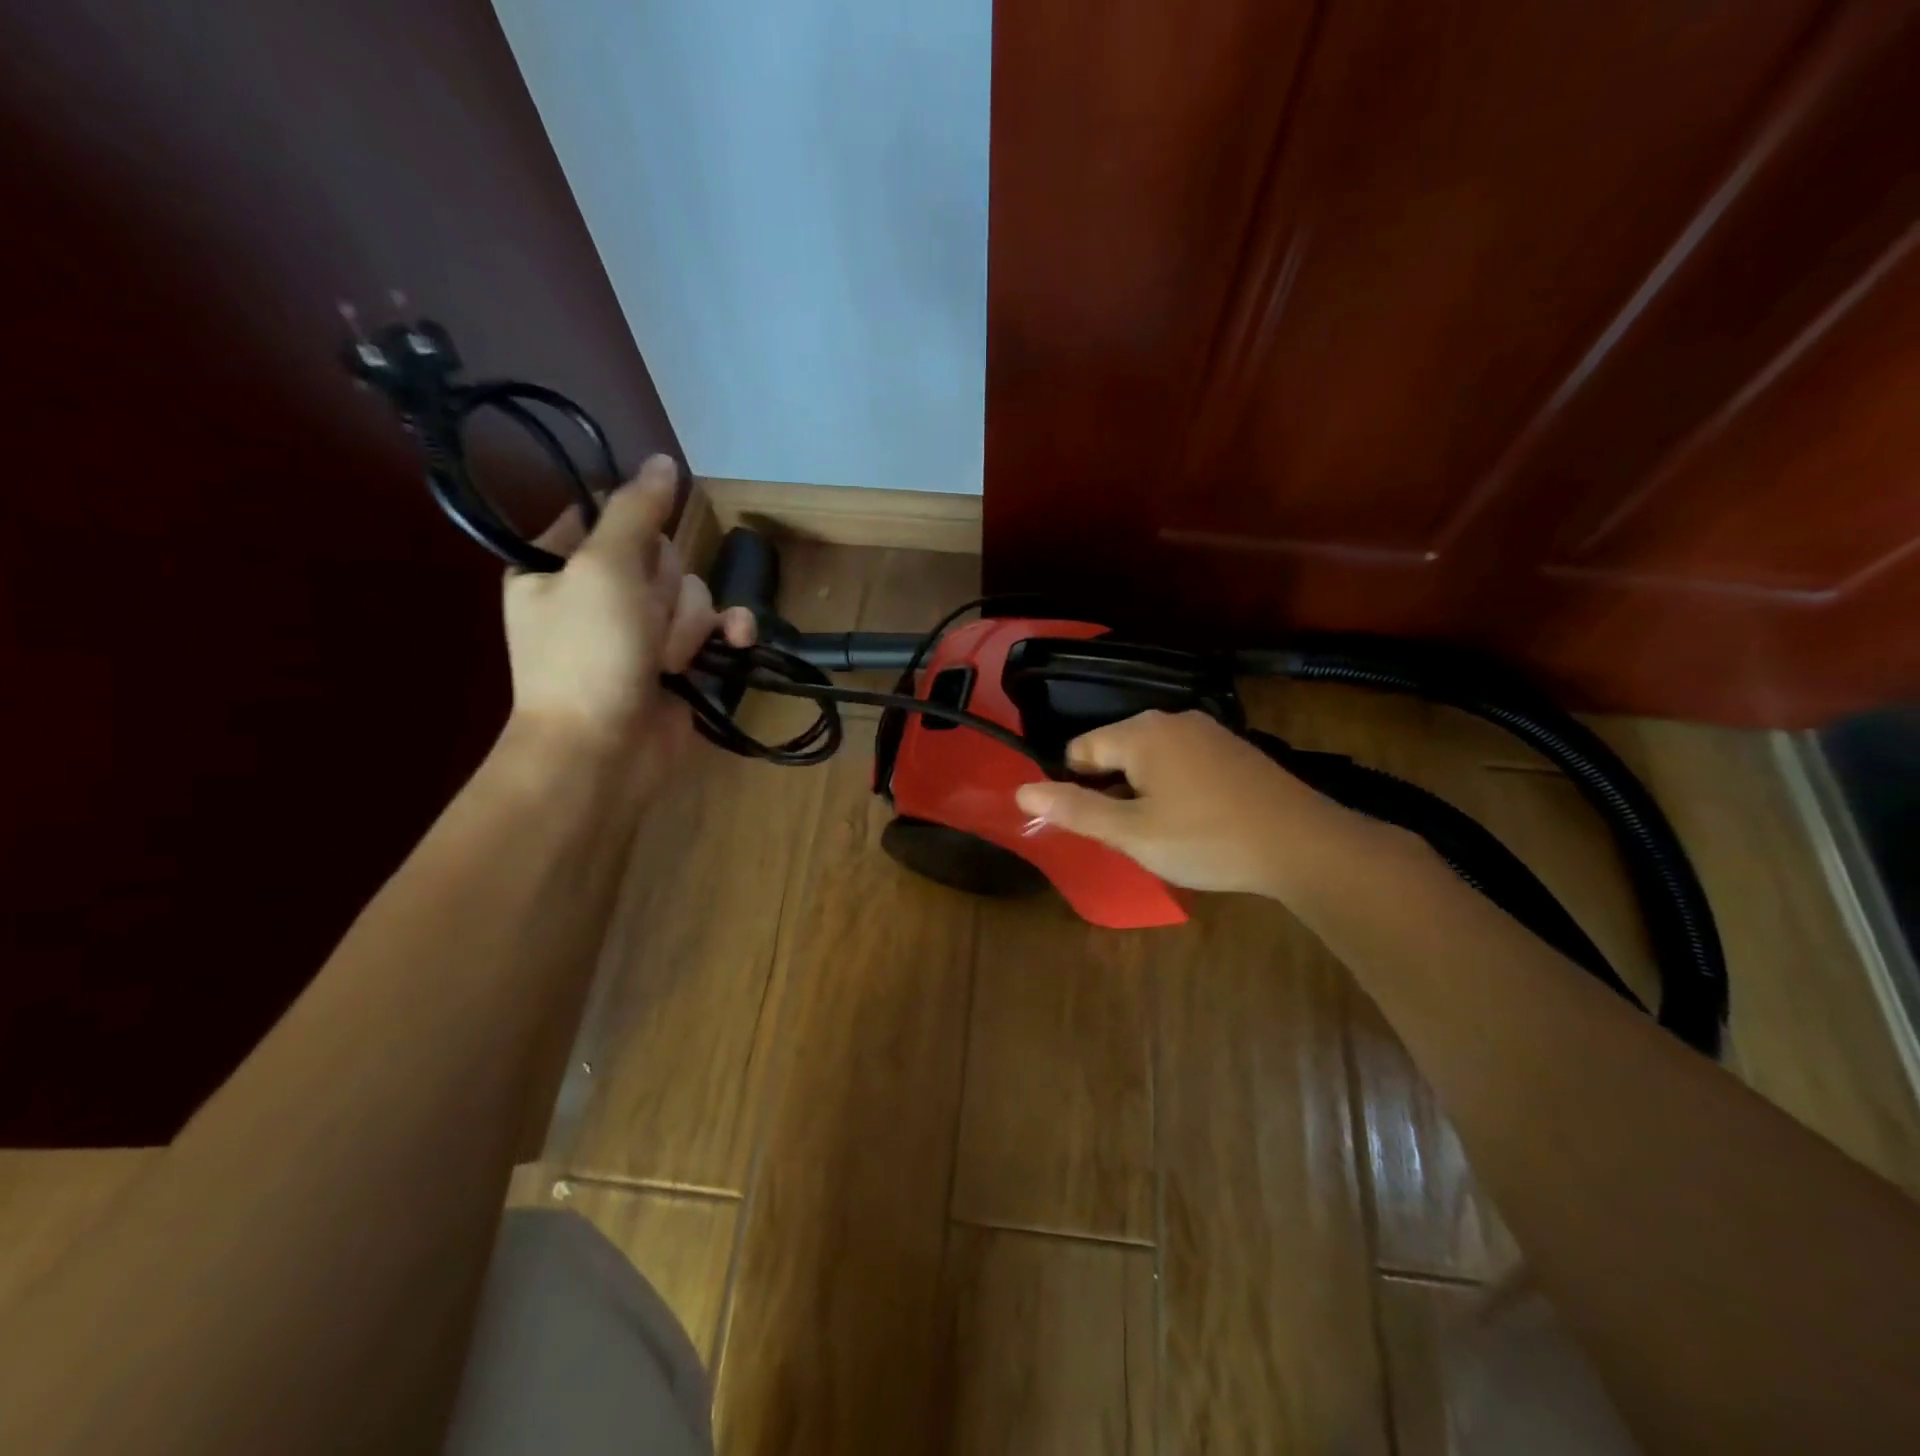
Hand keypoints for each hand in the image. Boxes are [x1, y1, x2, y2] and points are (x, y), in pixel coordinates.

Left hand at [501, 455, 753, 779]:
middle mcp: (599, 593)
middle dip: (664, 591)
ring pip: (692, 593)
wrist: (603, 752)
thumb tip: (663, 460)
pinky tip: (736, 643)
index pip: (608, 515)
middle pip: (661, 555)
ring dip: (688, 625)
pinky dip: (727, 635)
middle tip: (642, 623)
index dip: (634, 530)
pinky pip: (715, 628)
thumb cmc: (588, 655)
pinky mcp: (679, 662)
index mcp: (557, 565)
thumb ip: (636, 511)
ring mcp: (641, 631)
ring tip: (666, 661)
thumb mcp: (603, 569)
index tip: (635, 555)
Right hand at [1013, 709, 1354, 895]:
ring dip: (1143, 788)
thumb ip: (1074, 810)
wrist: (1301, 844)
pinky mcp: (1233, 747)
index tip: (1091, 822)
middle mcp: (1171, 718)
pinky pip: (1183, 759)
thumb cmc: (1205, 839)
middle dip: (1111, 787)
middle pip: (1116, 748)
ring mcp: (1207, 729)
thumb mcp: (1132, 833)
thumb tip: (1021, 791)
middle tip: (1127, 833)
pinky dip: (1174, 784)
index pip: (1081, 748)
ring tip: (1160, 830)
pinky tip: (1194, 818)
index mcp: (1140, 733)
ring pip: (1151, 755)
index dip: (1075, 785)